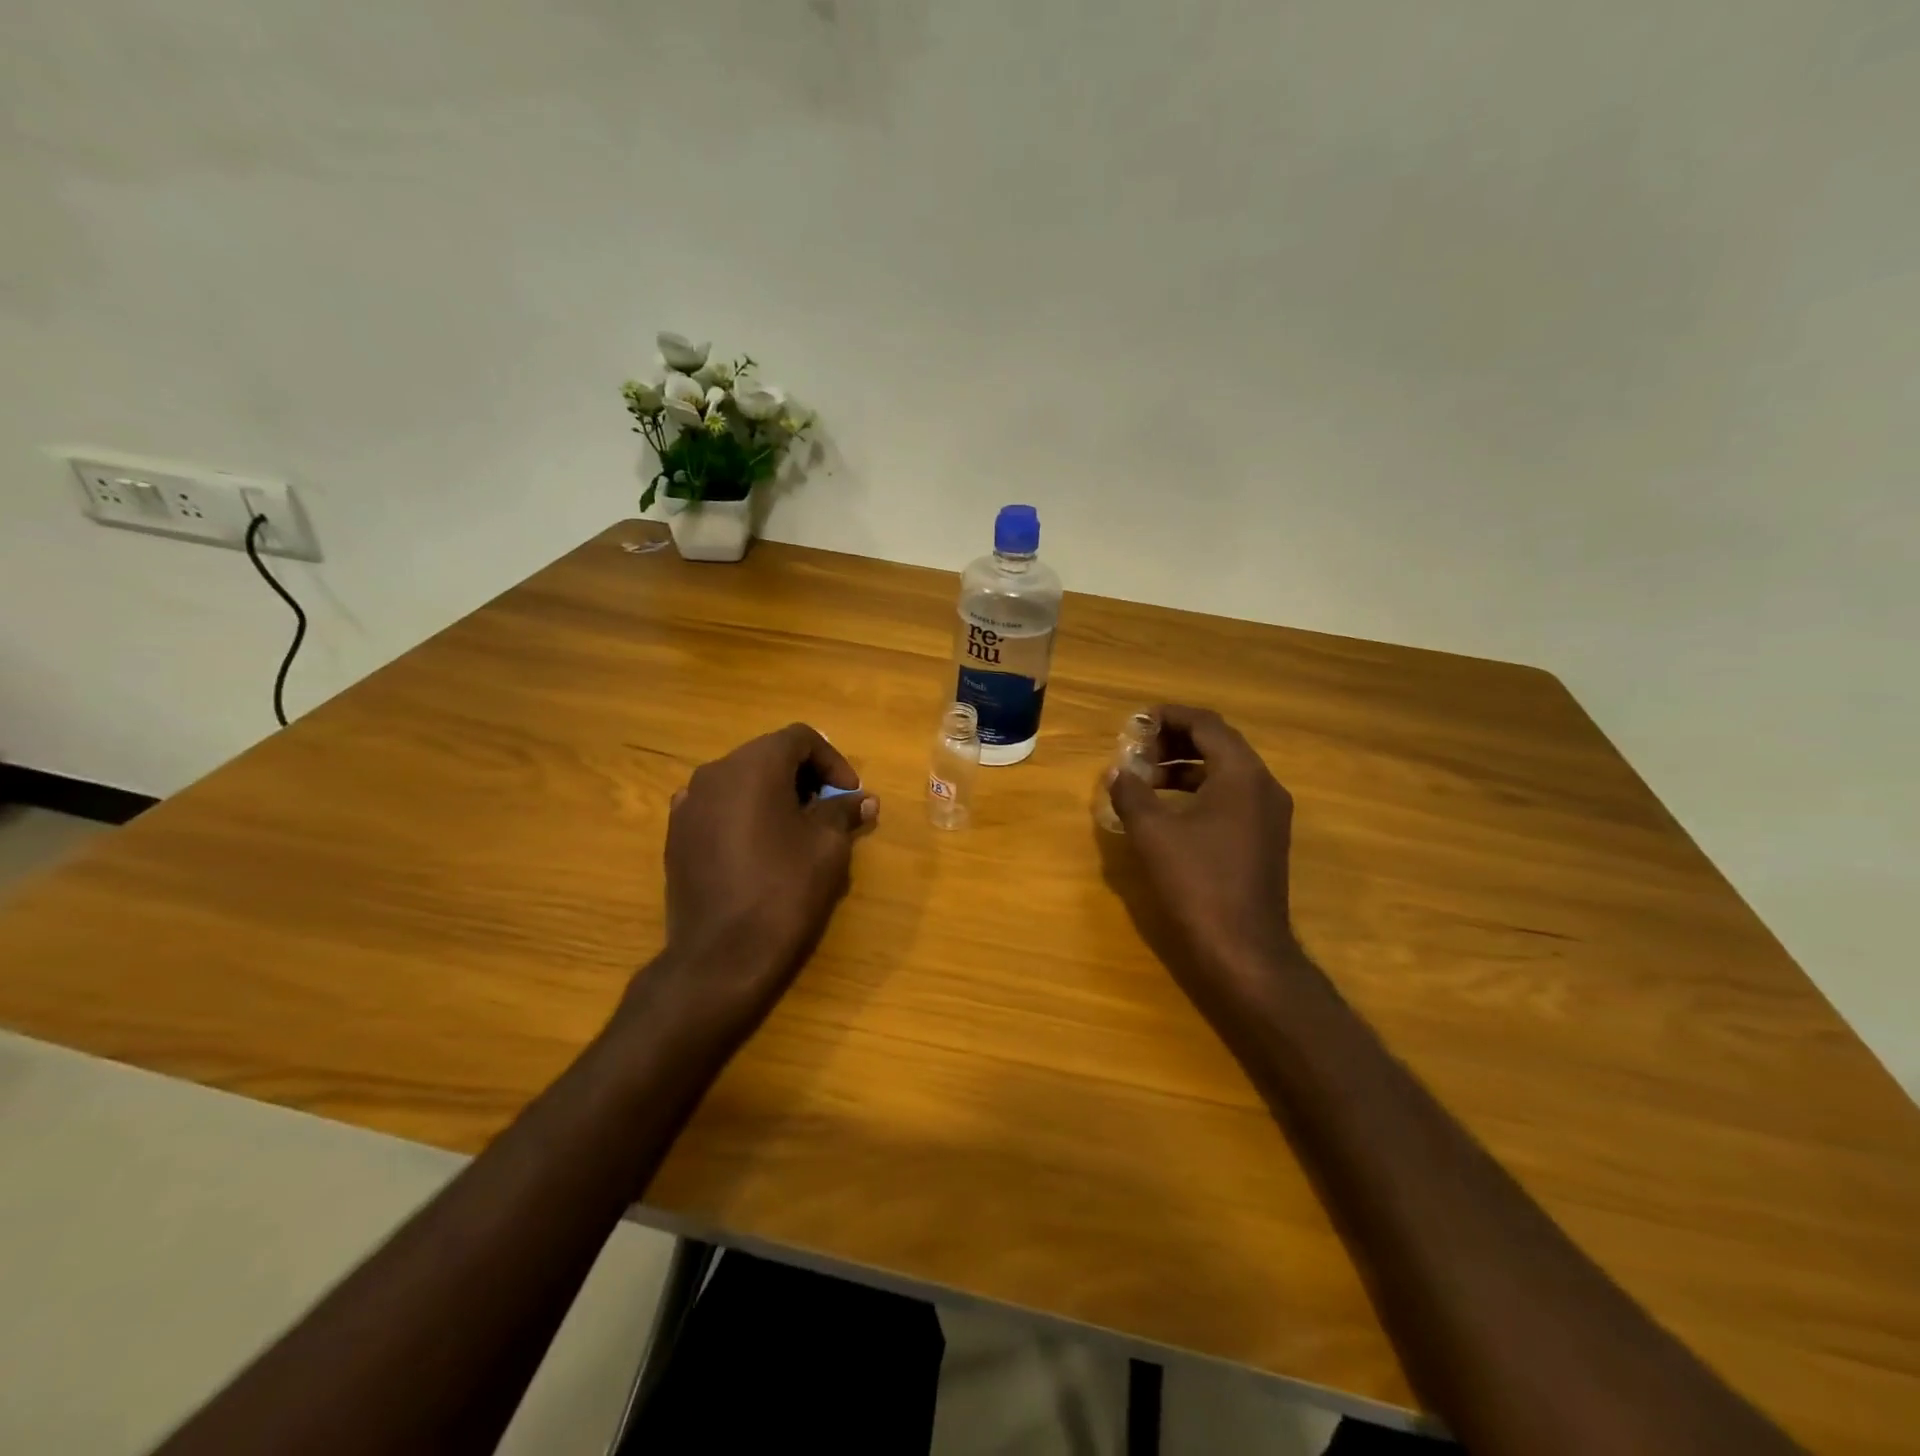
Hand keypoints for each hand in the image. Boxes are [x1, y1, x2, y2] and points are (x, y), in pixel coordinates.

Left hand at [652, 723, 877, 1026]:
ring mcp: (688, 805)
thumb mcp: (828, 847)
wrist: (721, 957)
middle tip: (830, 810)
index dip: (832, 760)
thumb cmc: (784, 891)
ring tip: (798, 830)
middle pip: (767, 755)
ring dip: (774, 794)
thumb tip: (863, 800)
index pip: (799, 738)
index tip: (850, 793)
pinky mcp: (676, 836)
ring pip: (741, 781)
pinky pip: (718, 808)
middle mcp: (714, 773)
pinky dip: (745, 814)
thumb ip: (844, 811)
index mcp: (753, 766)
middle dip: (804, 776)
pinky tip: (761, 848)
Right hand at [1105, 705, 1304, 1009]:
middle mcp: (1264, 785)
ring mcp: (1270, 814)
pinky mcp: (1266, 838)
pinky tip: (1170, 809)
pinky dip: (1200, 791)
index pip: (1207, 724)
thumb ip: (1132, 793)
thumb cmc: (1197, 882)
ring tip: (1146, 778)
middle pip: (1219, 744)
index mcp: (1241, 774)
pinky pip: (1232, 797)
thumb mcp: (1153, 833)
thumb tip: (1117, 771)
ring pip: (1226, 772)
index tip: (1137, 722)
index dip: (1170, 717)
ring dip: (1186, 767)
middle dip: (1176, 741)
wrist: (1244, 949)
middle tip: (1138, 750)